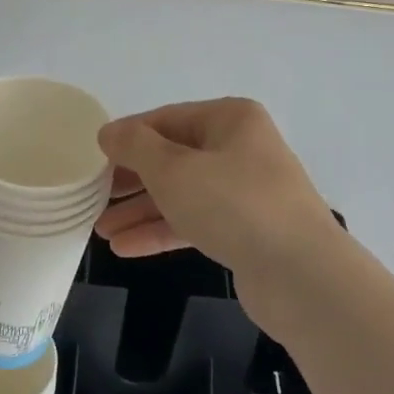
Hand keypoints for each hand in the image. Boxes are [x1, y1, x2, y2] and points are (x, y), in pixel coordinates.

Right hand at [95, 99, 340, 320]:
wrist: (301, 274)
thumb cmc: (233, 205)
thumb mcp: (174, 169)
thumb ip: (136, 147)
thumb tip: (109, 132)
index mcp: (230, 120)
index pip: (166, 119)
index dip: (127, 137)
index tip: (92, 157)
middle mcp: (241, 149)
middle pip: (174, 157)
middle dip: (131, 179)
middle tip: (92, 195)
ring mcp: (246, 192)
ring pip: (183, 194)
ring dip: (141, 210)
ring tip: (101, 230)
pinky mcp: (246, 231)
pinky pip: (196, 223)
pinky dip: (162, 232)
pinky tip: (126, 247)